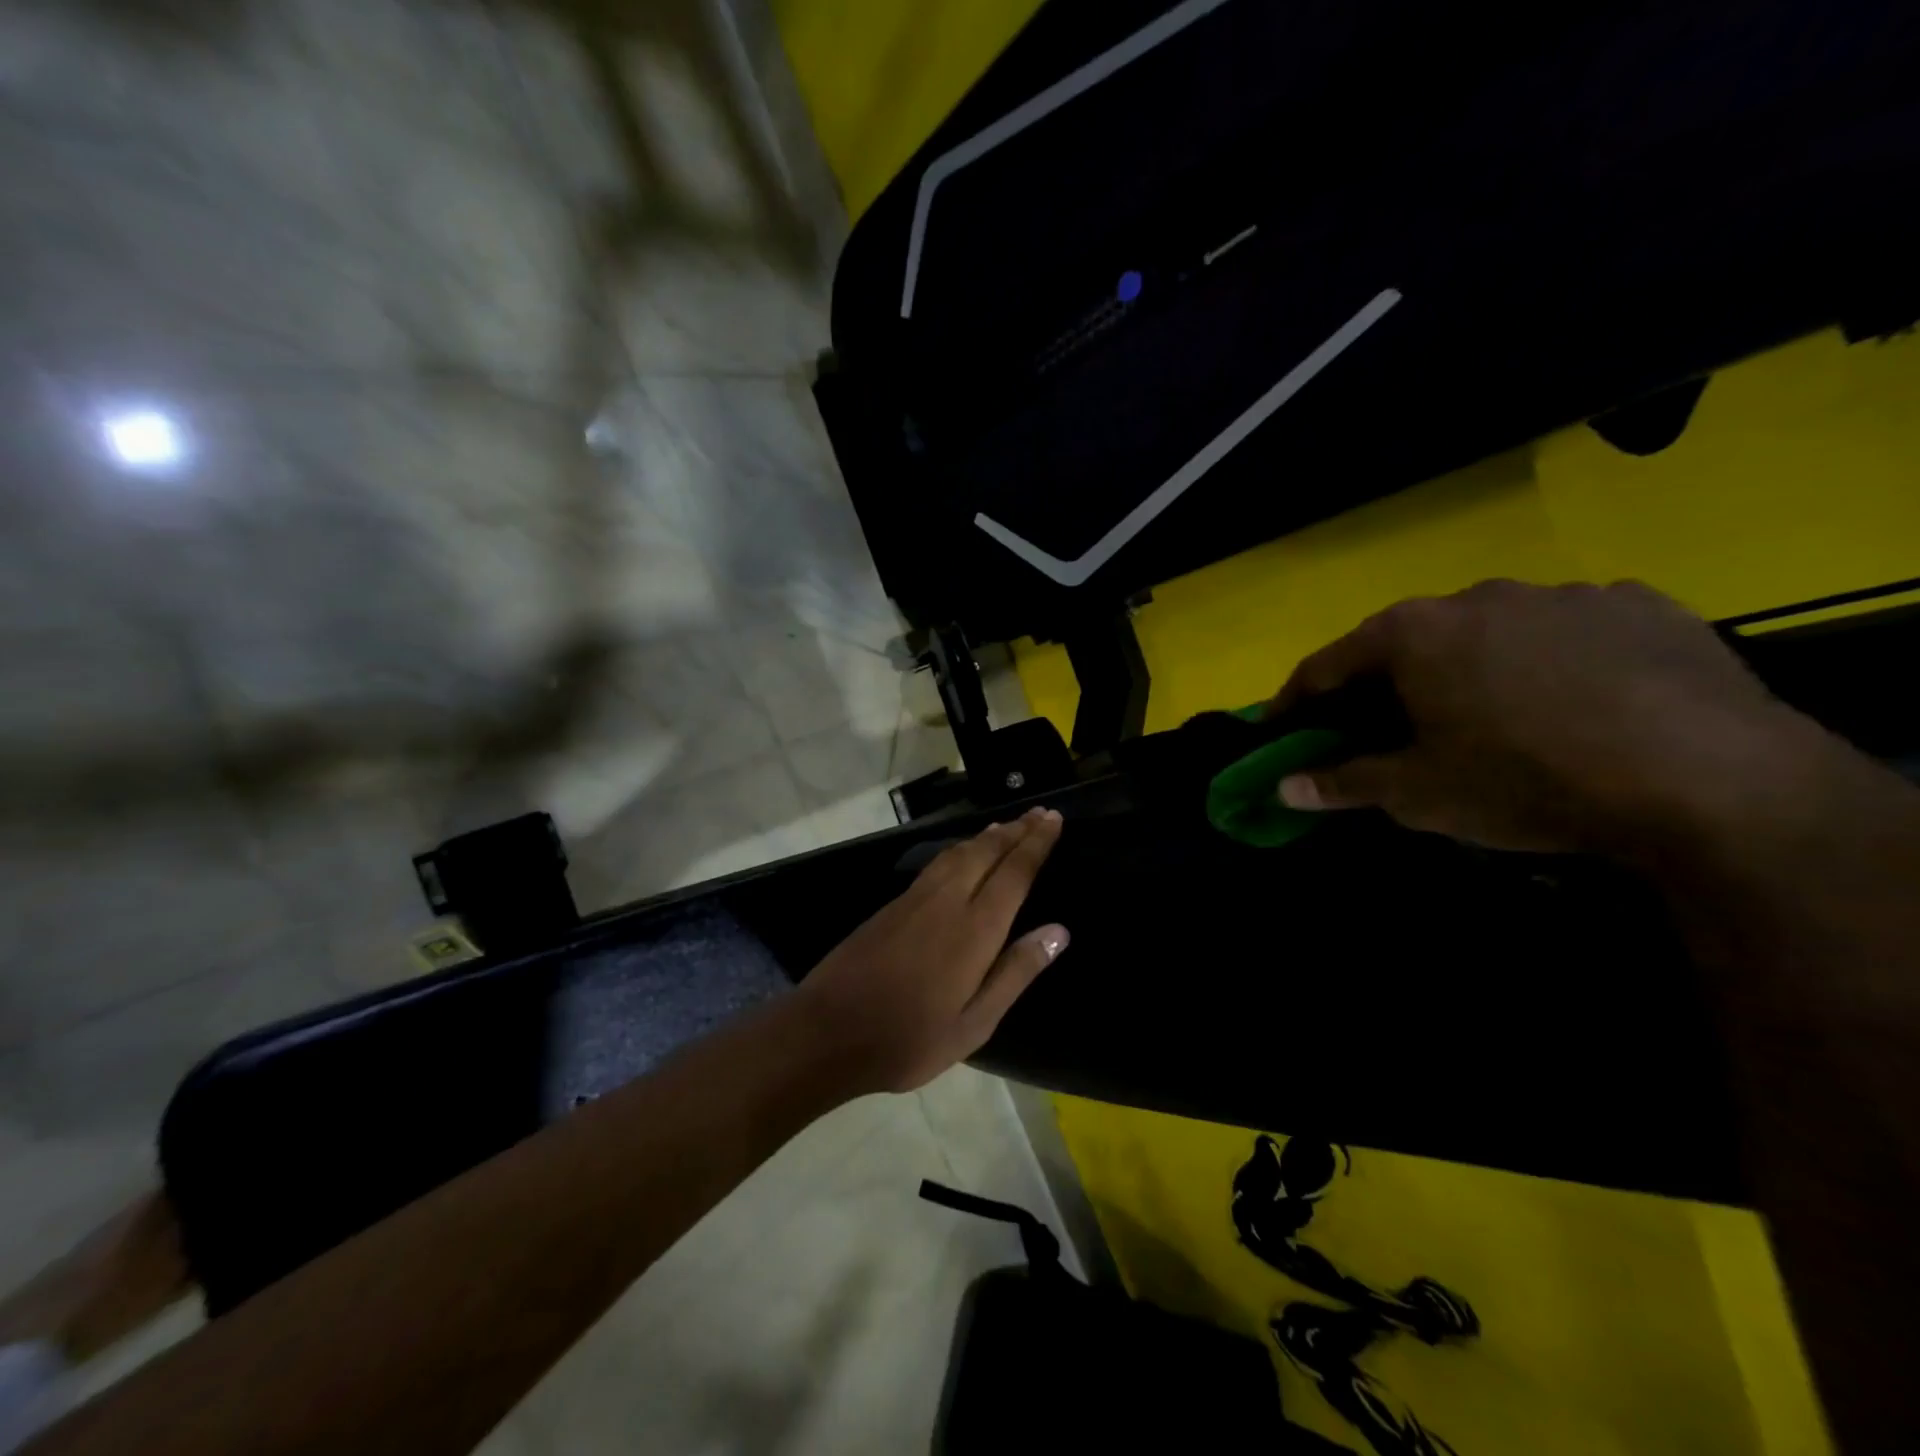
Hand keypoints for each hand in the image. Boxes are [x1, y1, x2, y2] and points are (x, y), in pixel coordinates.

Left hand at [794, 807, 1069, 1093]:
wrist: (828, 1030)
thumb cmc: (909, 1038)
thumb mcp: (974, 1023)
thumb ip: (1016, 972)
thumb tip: (1058, 931)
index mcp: (974, 929)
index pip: (1014, 872)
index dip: (1036, 843)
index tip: (1054, 819)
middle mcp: (947, 901)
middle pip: (987, 852)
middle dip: (1016, 830)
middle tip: (1040, 812)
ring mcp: (915, 899)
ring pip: (958, 853)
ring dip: (987, 836)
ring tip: (1007, 826)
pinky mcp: (893, 906)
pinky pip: (937, 863)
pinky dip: (960, 849)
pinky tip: (962, 854)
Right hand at [1268, 579, 1825, 854]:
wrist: (1709, 779)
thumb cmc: (1525, 781)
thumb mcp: (1419, 794)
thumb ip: (1343, 783)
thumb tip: (1282, 788)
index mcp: (1414, 634)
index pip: (1329, 663)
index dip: (1298, 699)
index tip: (1284, 727)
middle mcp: (1479, 596)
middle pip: (1408, 640)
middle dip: (1386, 683)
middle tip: (1386, 728)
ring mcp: (1564, 594)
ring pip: (1490, 631)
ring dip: (1470, 667)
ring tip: (1489, 717)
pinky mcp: (1641, 605)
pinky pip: (1569, 631)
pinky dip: (1549, 661)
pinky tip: (1573, 702)